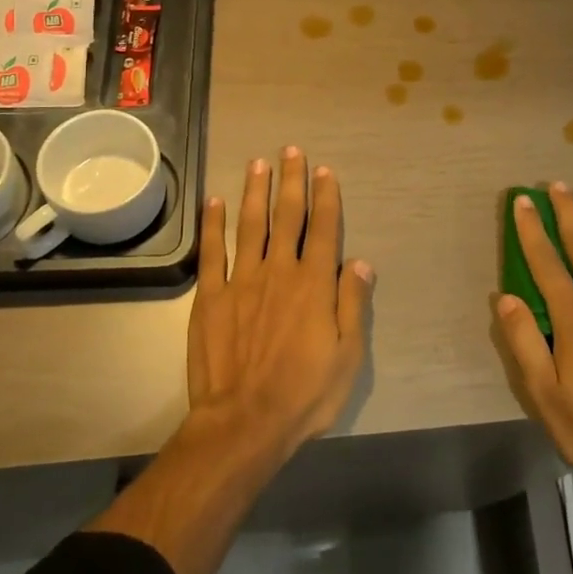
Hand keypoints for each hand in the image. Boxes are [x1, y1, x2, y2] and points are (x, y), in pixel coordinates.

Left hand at [187, 147, 375, 452]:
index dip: (325, 197)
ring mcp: (242, 281)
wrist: (243, 423)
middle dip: (291, 181)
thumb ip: (353, 304)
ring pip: (251, 225)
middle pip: (287, 217)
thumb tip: (361, 262)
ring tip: (259, 163)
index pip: (324, 229)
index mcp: (314, 284)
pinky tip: (215, 202)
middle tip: (291, 150)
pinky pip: (212, 252)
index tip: (324, 170)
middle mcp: (280, 271)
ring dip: (256, 191)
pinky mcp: (211, 297)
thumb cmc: (304, 394)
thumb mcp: (348, 356)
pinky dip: (214, 225)